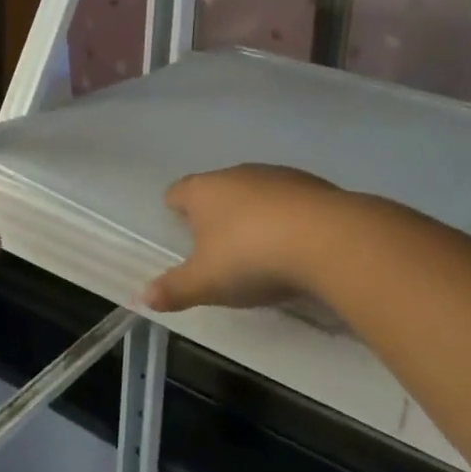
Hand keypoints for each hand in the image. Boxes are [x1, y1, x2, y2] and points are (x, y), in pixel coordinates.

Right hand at [142, 164, 351, 312]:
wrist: (328, 239)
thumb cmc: (252, 256)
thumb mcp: (207, 282)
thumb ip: (174, 289)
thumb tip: (142, 298)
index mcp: (203, 190)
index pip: (178, 191)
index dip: (175, 208)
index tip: (178, 226)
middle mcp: (236, 173)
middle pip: (217, 189)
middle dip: (216, 213)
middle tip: (218, 247)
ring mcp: (277, 176)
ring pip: (255, 192)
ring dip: (254, 214)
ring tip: (260, 248)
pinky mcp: (313, 185)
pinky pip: (290, 201)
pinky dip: (288, 218)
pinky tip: (297, 246)